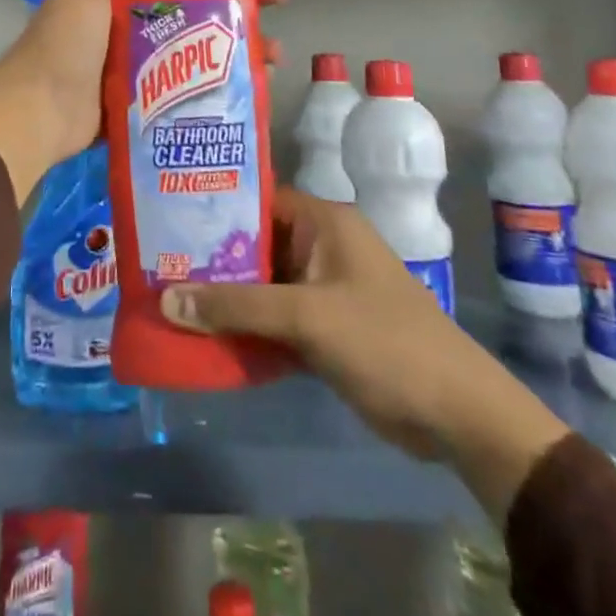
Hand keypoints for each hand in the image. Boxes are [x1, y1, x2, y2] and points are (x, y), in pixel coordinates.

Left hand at [0, 0, 288, 202]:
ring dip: (239, 47)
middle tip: (278, 3)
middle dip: (239, 3)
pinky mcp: (150, 104)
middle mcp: (135, 24)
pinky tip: (254, 88)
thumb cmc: (65, 43)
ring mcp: (143, 66)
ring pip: (202, 51)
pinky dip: (222, 86)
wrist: (37, 115)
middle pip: (198, 7)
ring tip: (274, 52)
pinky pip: (192, 89)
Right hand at [159, 188, 570, 523]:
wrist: (456, 414)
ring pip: (263, 285)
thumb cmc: (384, 341)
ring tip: (170, 299)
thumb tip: (167, 298)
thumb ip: (237, 306)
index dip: (215, 207)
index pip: (258, 200)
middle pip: (256, 245)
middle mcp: (321, 247)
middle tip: (158, 264)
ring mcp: (323, 290)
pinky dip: (248, 328)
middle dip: (212, 259)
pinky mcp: (325, 329)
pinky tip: (207, 338)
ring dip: (226, 297)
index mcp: (324, 223)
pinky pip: (275, 319)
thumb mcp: (306, 317)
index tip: (168, 220)